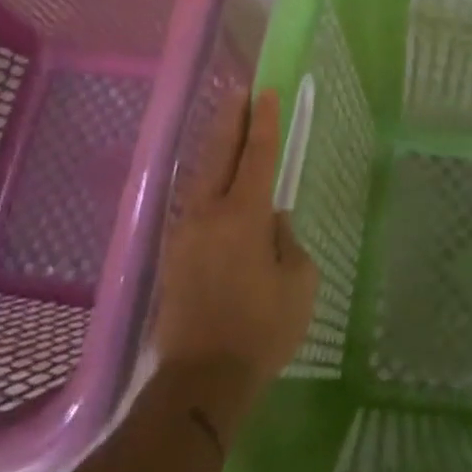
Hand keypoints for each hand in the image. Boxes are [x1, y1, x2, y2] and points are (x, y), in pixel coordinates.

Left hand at [152, 89, 318, 401]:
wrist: (202, 380)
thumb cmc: (262, 330)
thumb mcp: (298, 283)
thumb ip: (287, 242)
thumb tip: (271, 224)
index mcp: (242, 216)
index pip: (256, 155)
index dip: (263, 122)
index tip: (266, 92)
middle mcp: (208, 213)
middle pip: (218, 153)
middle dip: (230, 119)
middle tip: (239, 91)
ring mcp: (185, 233)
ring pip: (201, 176)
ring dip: (215, 148)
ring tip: (226, 127)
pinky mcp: (173, 254)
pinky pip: (193, 203)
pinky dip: (206, 180)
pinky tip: (214, 182)